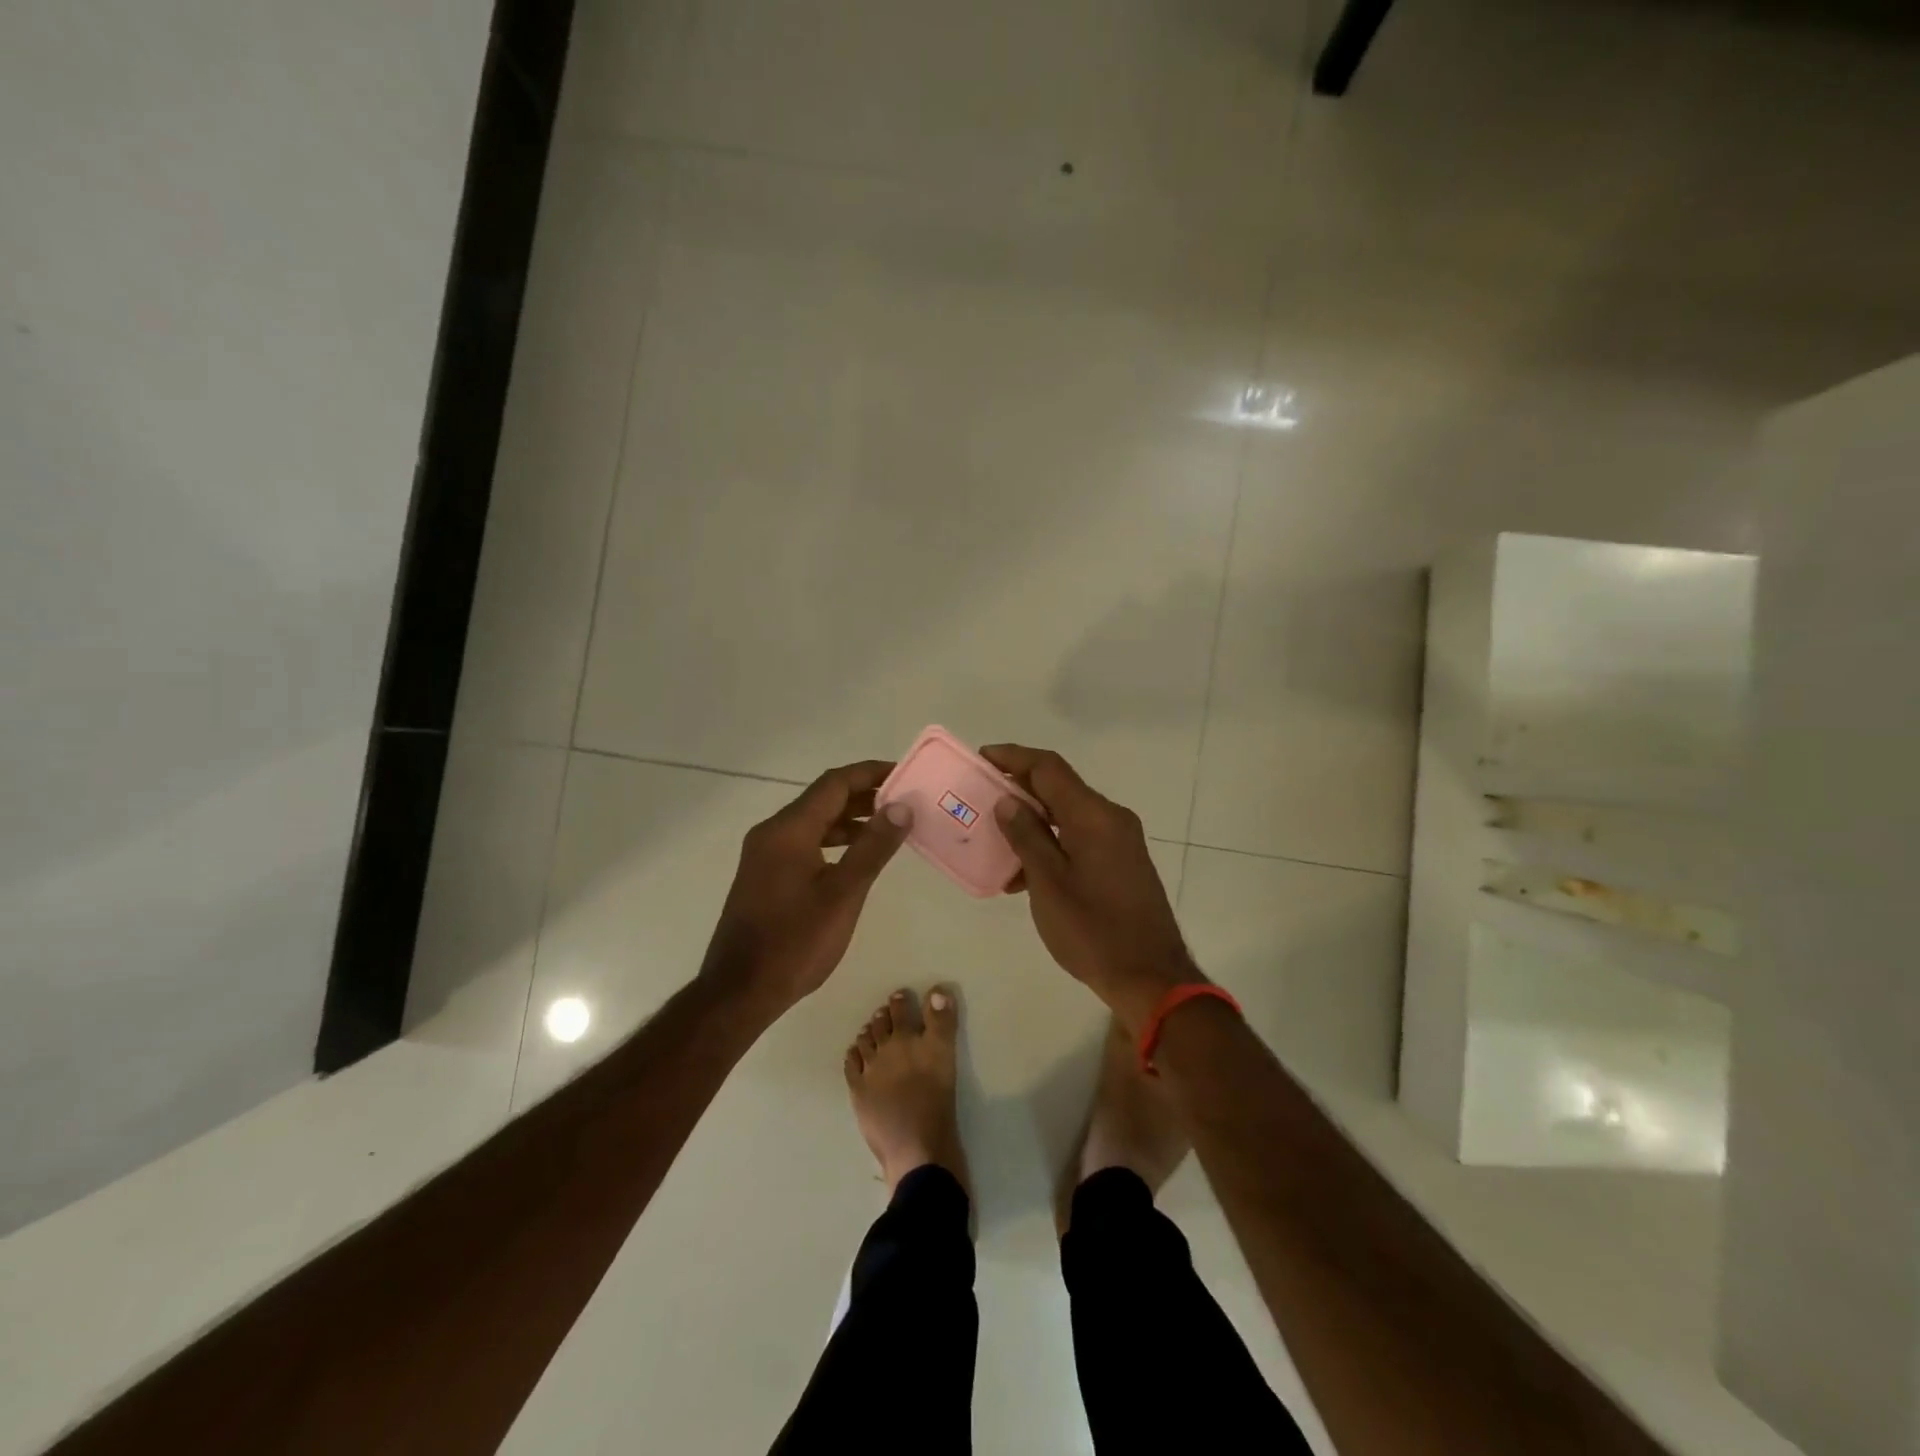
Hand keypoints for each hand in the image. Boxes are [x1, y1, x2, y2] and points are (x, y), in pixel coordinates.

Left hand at [701, 760, 911, 1014]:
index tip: (905, 774)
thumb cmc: (795, 942)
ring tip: (890, 825)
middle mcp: (772, 833)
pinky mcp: (765, 875)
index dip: (870, 773)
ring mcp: (764, 854)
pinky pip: (804, 842)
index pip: (834, 784)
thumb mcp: (843, 894)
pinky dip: (834, 840)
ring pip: (813, 822)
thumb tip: (901, 806)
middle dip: (864, 794)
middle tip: (905, 800)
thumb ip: (873, 847)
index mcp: (788, 830)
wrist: (739, 992)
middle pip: (823, 799)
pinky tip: (857, 855)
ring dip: (850, 818)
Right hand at [980, 744, 1203, 1031]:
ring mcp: (1121, 841)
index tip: (981, 757)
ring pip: (1069, 815)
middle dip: (1019, 789)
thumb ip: (1027, 836)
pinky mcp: (1122, 862)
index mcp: (1094, 816)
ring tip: (996, 840)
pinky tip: (1025, 872)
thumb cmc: (1093, 930)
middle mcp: (1111, 818)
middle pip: (1060, 788)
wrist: (1150, 977)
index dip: (1013, 757)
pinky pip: (1080, 837)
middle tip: (981, 797)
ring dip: (1033, 821)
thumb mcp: (1048, 883)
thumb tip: (1007, 800)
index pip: (1049, 768)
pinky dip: (1052, 843)